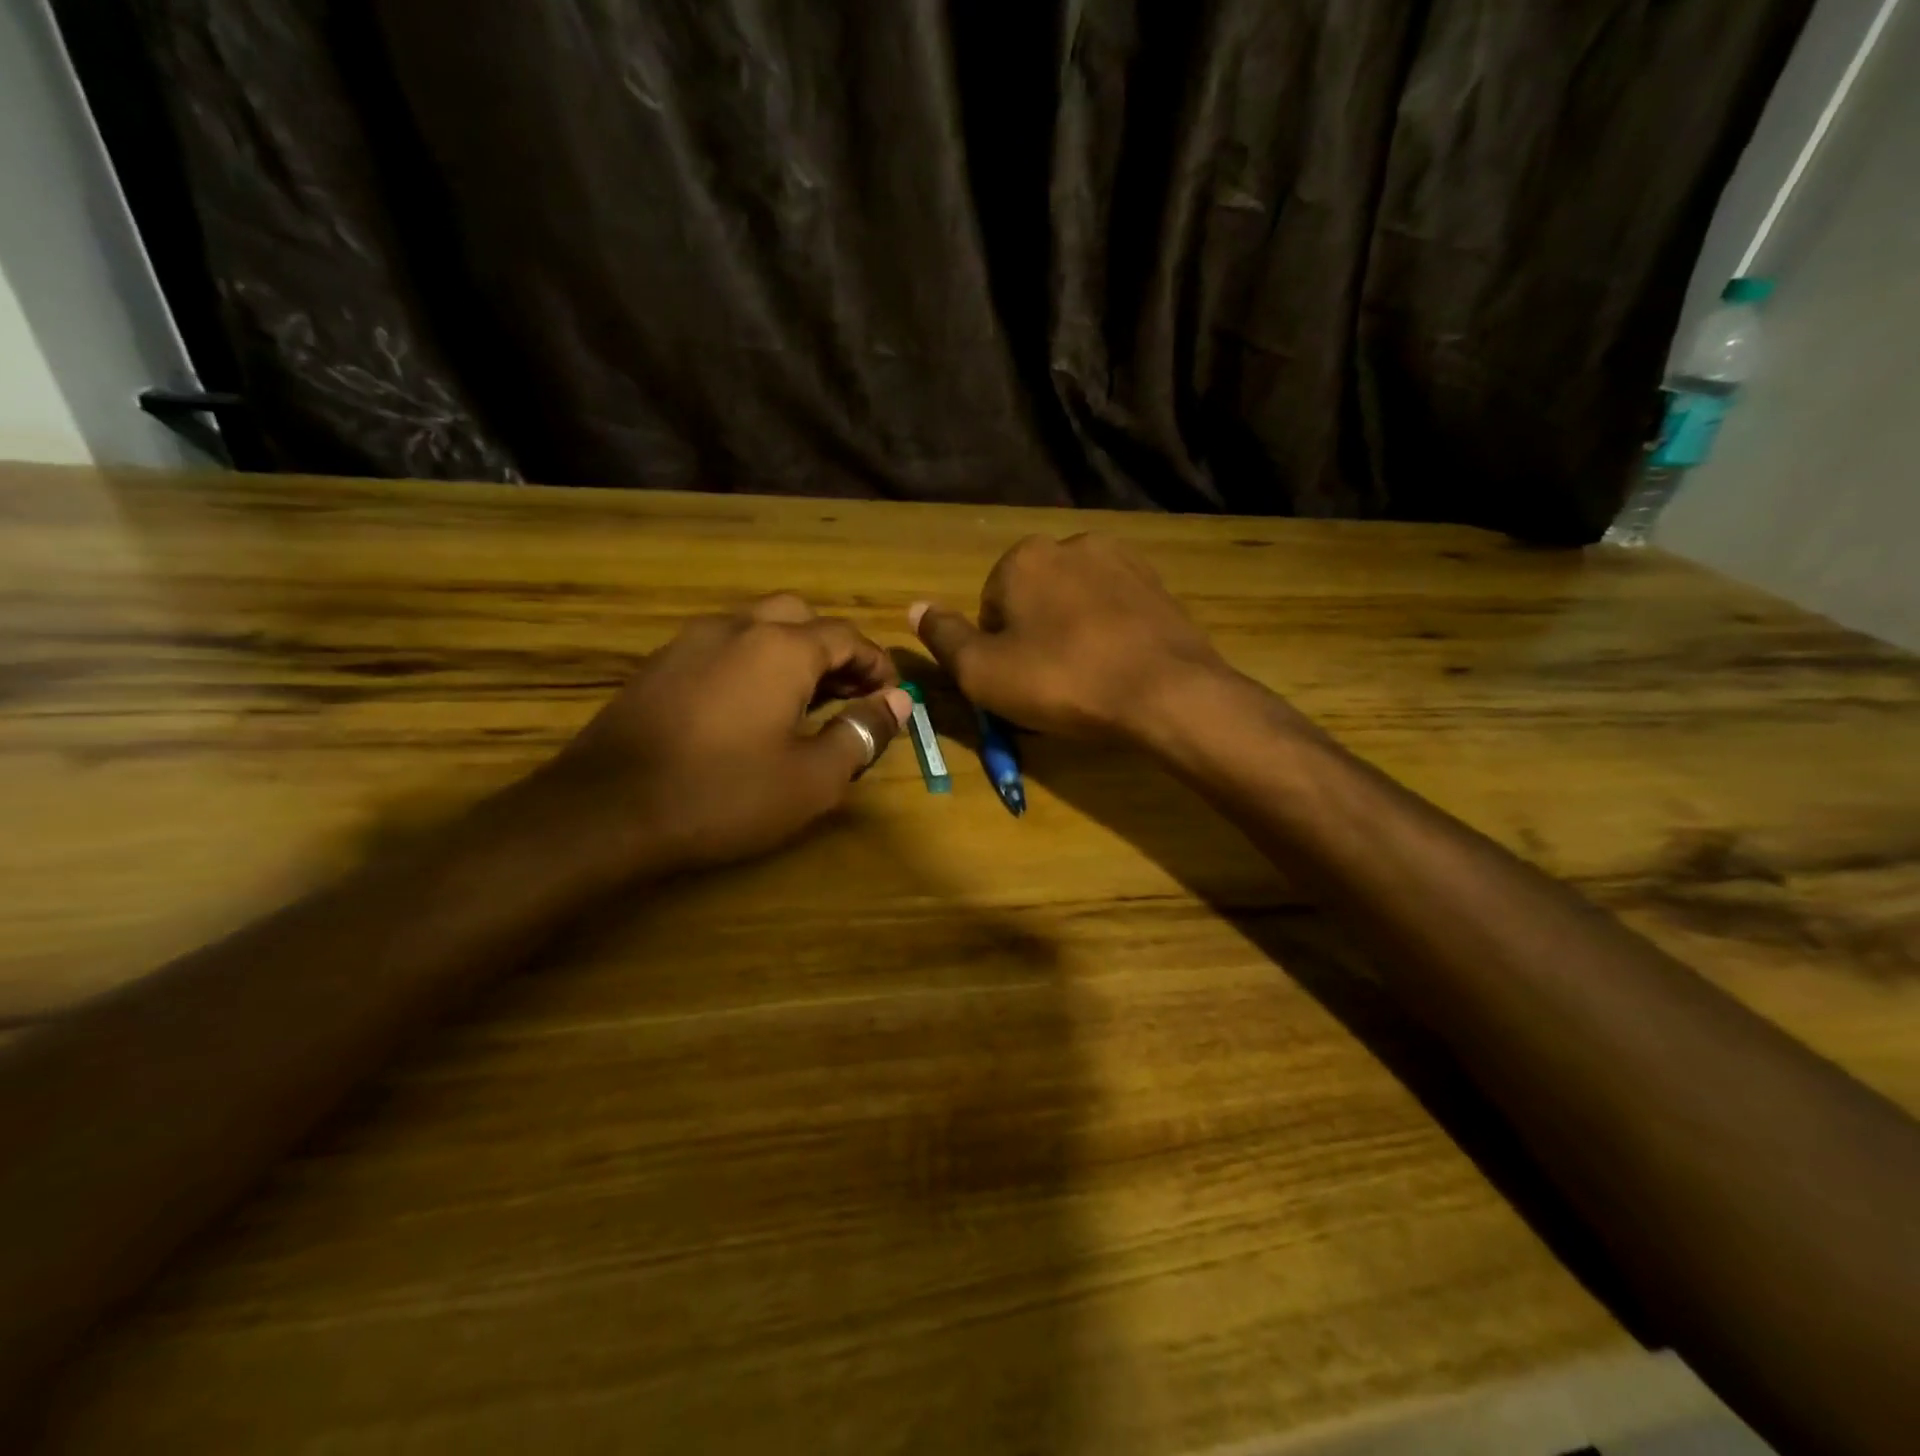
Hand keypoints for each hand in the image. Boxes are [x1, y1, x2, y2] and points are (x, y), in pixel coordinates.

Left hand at [535, 594, 910, 875]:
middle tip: (848, 692)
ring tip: (804, 701)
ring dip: (790, 653)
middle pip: (799, 616)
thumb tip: (898, 702)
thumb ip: (862, 732)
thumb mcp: (813, 777)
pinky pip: (721, 648)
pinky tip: (749, 709)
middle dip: (833, 649)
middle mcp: (736, 628)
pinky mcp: (658, 666)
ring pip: (756, 627)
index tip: (891, 697)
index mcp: (781, 648)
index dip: (877, 665)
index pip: (846, 637)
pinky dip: (751, 664)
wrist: (606, 810)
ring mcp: (689, 642)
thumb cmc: (724, 794)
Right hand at [912, 533, 1233, 741]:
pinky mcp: (1159, 585)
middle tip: (1051, 684)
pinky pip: (1115, 609)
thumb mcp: (983, 672)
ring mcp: (1123, 560)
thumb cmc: (1063, 682)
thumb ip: (944, 638)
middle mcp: (1072, 544)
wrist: (1167, 693)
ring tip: (1087, 678)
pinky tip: (1119, 667)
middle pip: (1034, 598)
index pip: (990, 604)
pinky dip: (1110, 633)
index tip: (1019, 681)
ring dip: (1073, 633)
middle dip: (1036, 635)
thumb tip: (914, 607)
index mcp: (1024, 558)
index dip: (997, 649)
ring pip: (1076, 602)